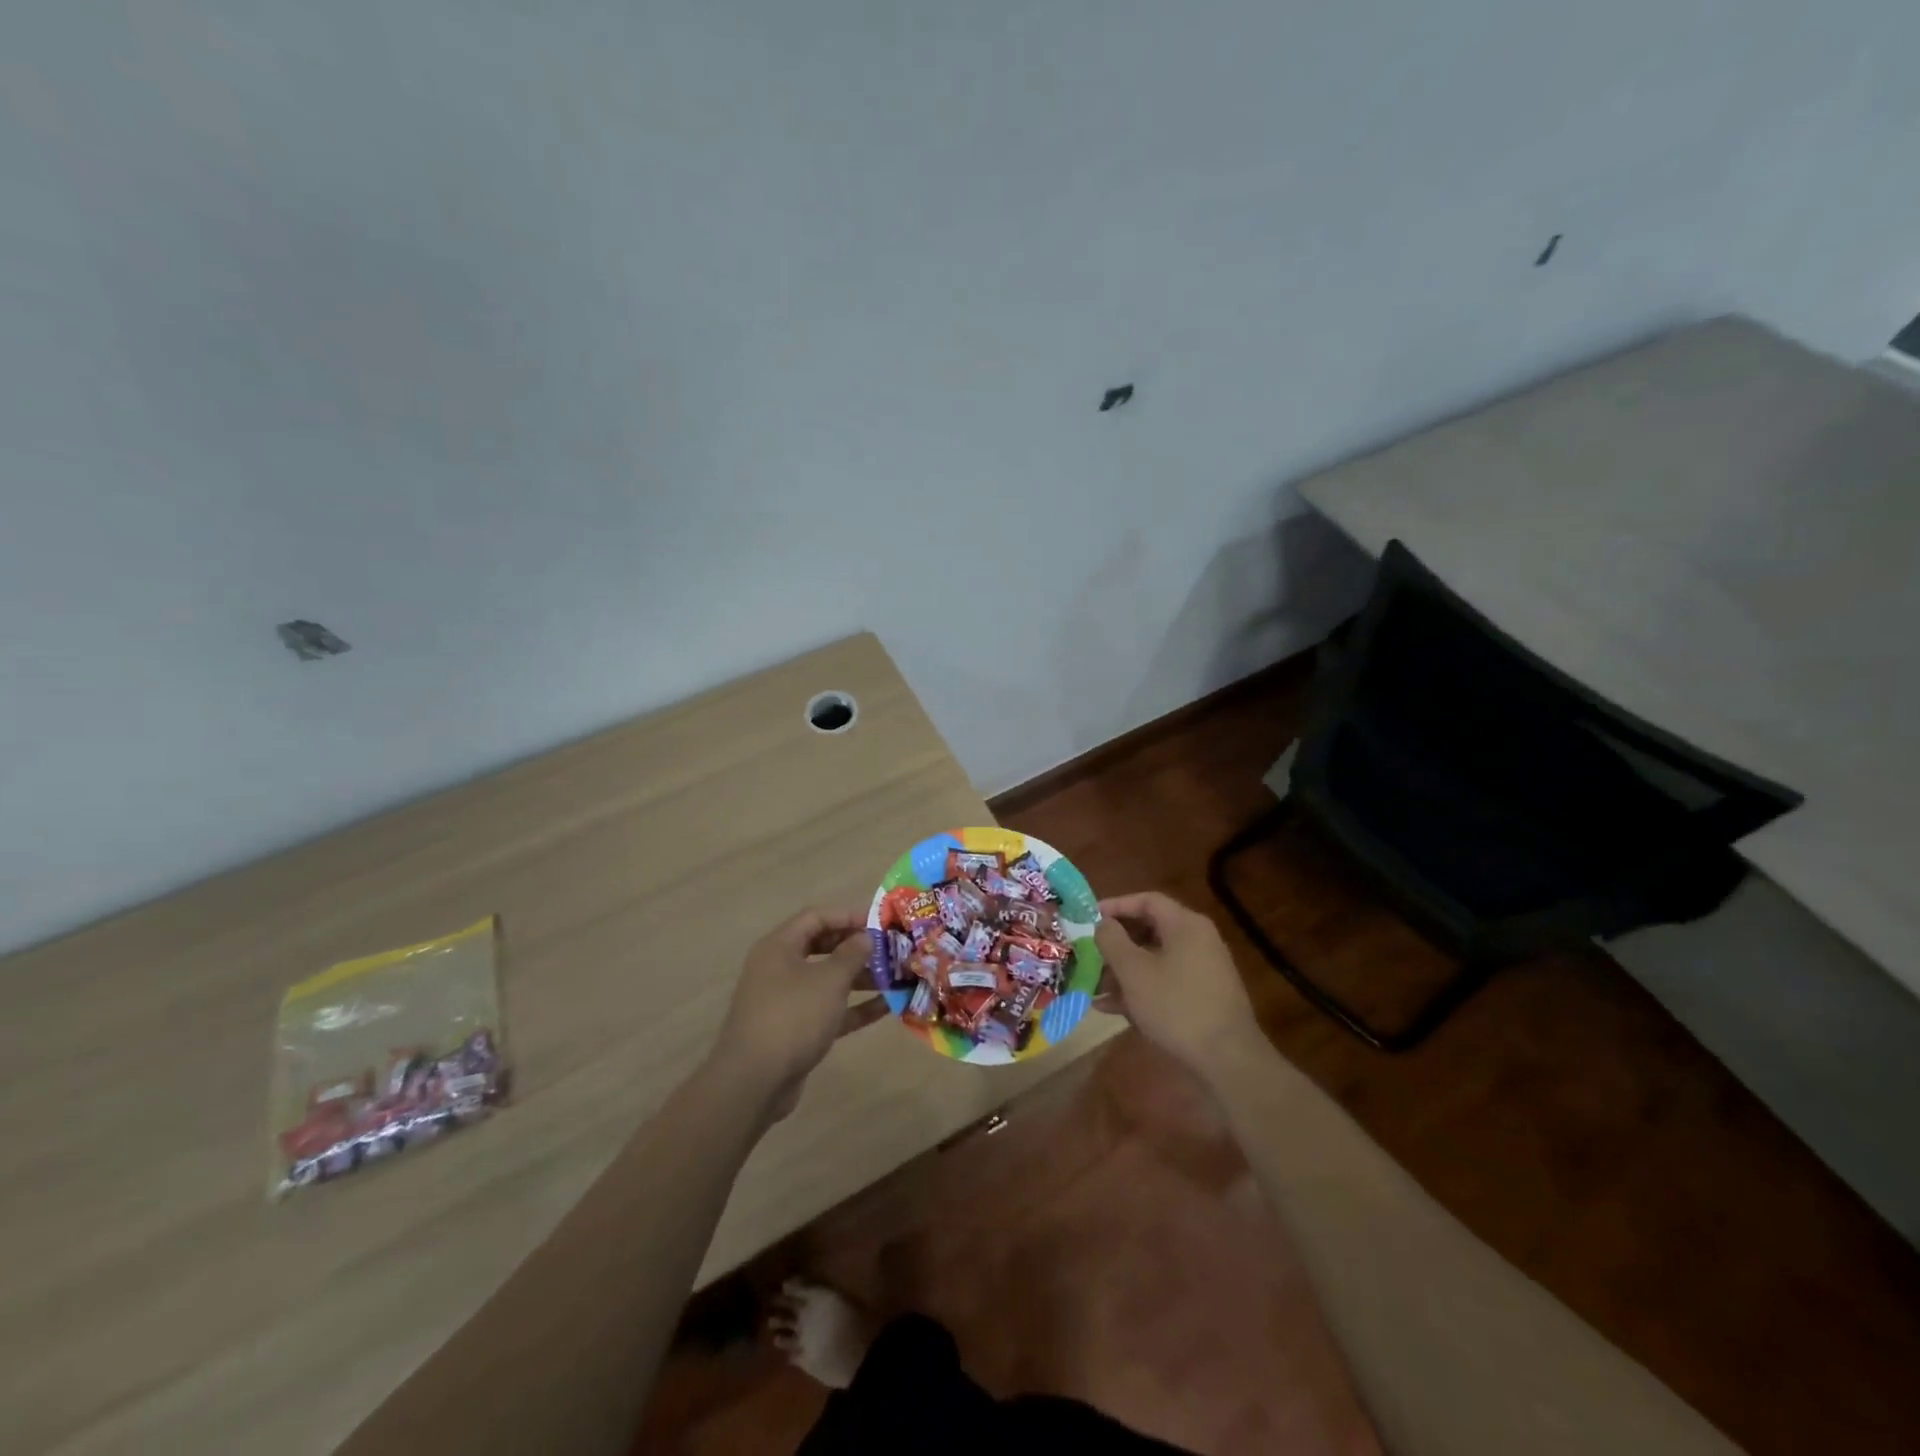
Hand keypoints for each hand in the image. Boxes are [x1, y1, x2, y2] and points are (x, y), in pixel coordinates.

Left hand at [710, 907, 879, 1119]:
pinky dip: (854, 1007)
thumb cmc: (793, 1016)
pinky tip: (886, 1007)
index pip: (816, 917)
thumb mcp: (828, 980)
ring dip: (860, 978)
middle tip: (889, 950)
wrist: (754, 1081)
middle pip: (823, 947)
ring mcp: (786, 1000)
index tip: (879, 923)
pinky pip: (828, 1009)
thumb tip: (865, 937)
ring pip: (827, 980)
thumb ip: (851, 954)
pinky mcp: (795, 1029)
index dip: (848, 916)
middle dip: (857, 948)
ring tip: (895, 978)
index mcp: (780, 947)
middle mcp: (780, 968)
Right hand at [1094, 891, 1263, 1081]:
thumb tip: (1103, 924)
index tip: (1089, 918)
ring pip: (1155, 960)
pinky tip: (1113, 1008)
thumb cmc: (1176, 1006)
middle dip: (1115, 945)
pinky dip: (1141, 989)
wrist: (1228, 1060)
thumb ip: (1112, 941)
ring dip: (1123, 971)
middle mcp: (1198, 940)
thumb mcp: (1134, 971)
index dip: (1115, 905)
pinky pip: (1166, 982)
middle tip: (1088, 955)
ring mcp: (1203, 970)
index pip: (1146, 900)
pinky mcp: (1203, 997)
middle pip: (1149, 930)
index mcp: (1185, 925)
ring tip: (1094, 988)